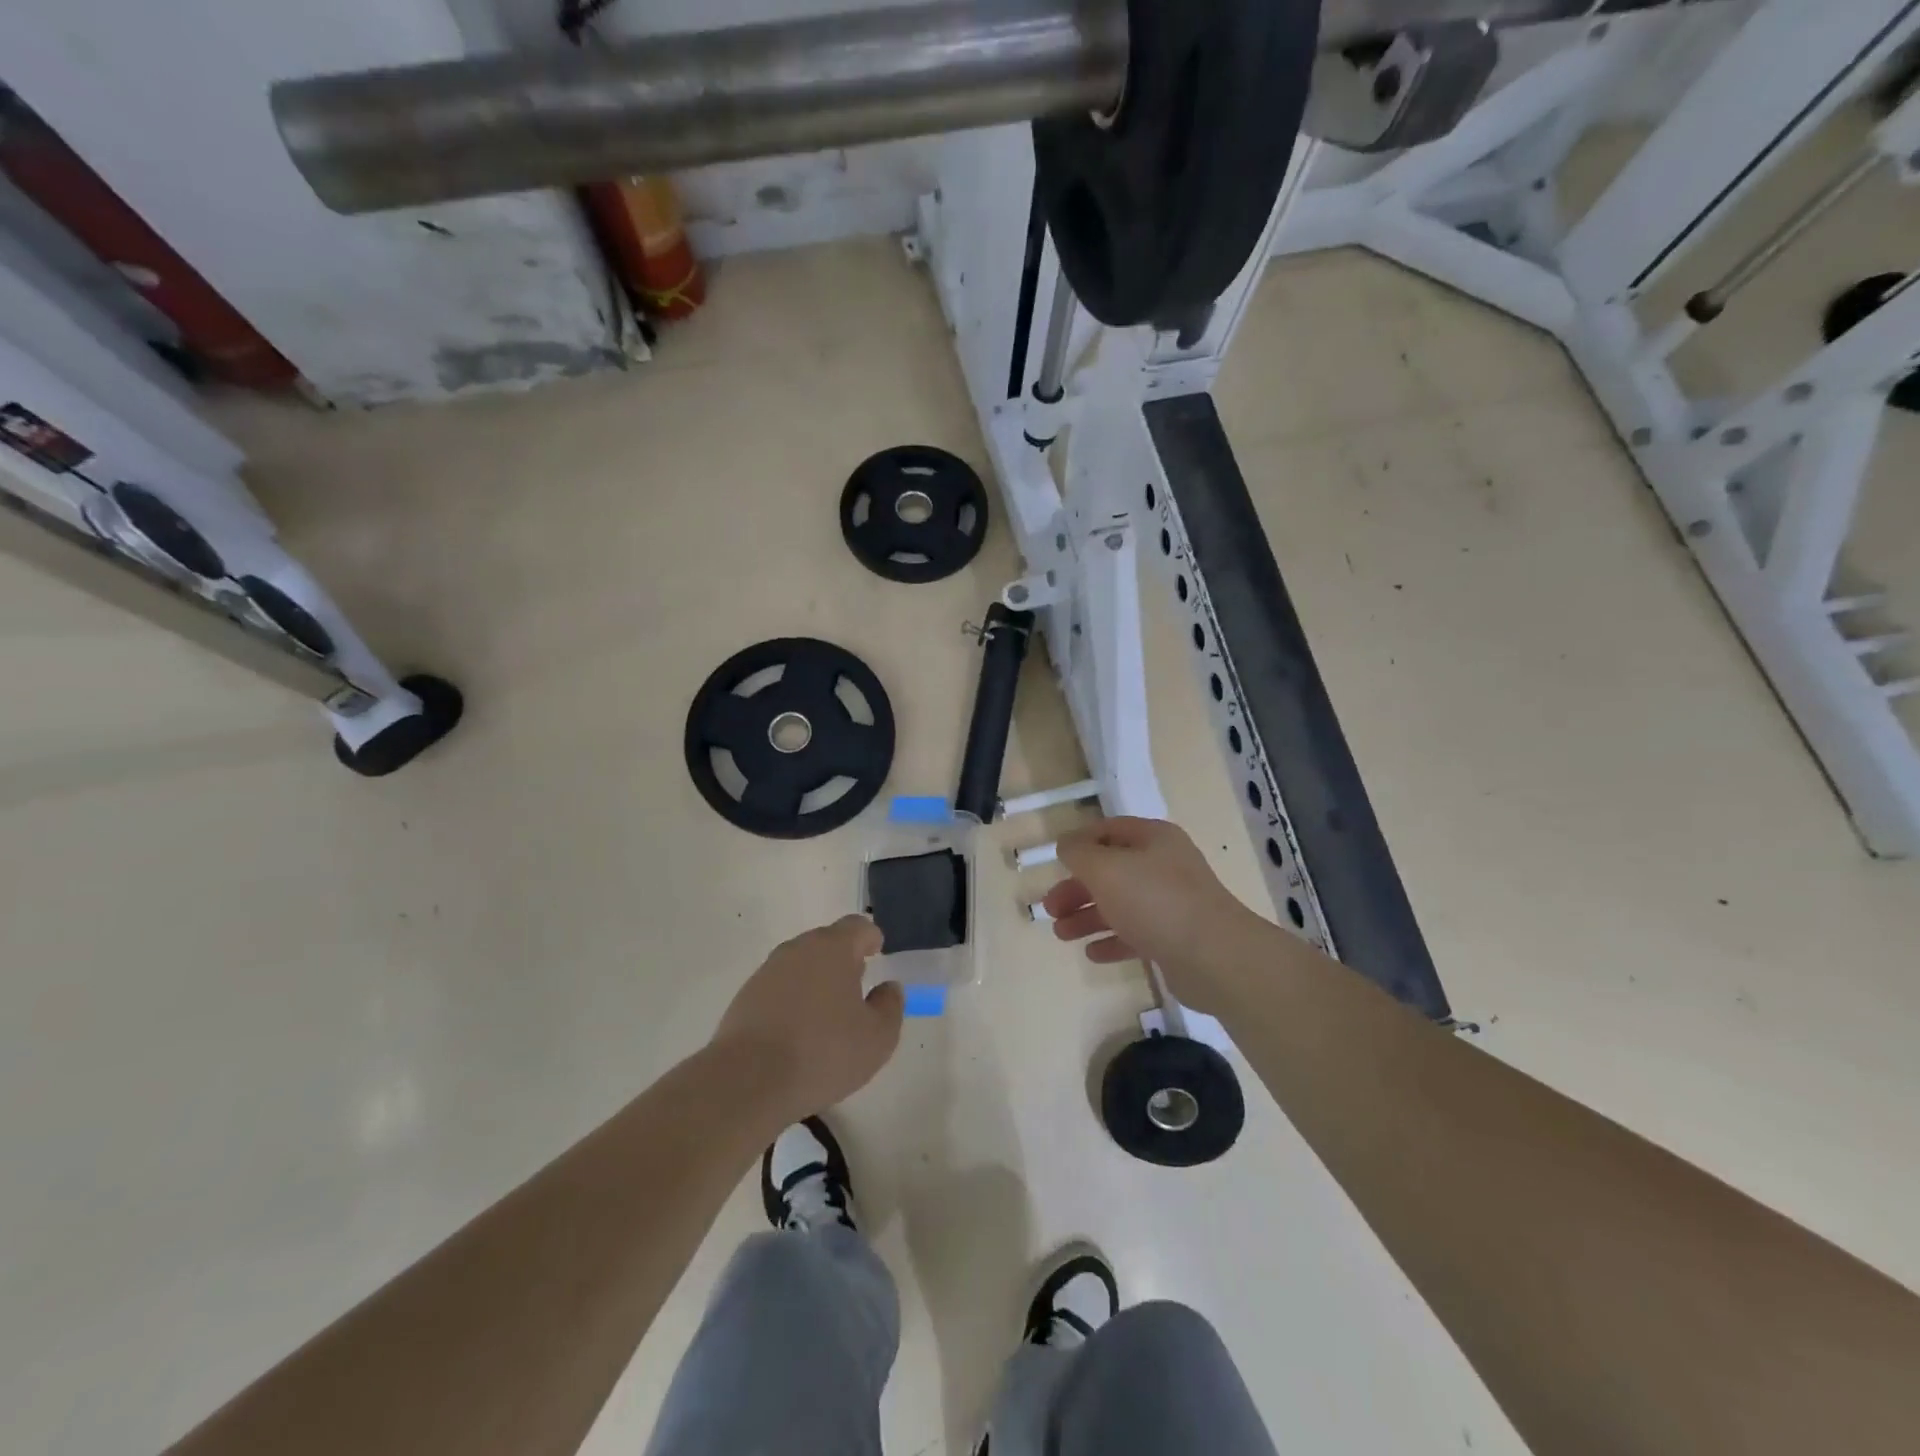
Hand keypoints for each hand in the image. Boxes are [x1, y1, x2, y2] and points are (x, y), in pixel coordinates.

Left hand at [713, 915, 902, 1118]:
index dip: (871, 939)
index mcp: (833, 948)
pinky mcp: (745, 996)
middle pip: (827, 943)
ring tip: (827, 1016)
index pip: (858, 927)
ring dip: (816, 981)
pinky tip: (797, 1034)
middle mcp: (798, 949)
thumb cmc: (823, 1053)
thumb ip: (890, 1005)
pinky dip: (792, 1000)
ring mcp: (767, 971)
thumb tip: (888, 988)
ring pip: (801, 965)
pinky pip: (779, 988)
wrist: (747, 1081)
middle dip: (844, 960)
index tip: (877, 954)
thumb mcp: (877, 1037)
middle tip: (856, 989)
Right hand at [1041, 817, 1265, 1006]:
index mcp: (1153, 839)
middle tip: (1050, 908)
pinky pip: (1136, 934)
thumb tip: (1066, 844)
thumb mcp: (1106, 868)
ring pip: (1120, 904)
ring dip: (1088, 917)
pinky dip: (1112, 940)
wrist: (1214, 957)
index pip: (1110, 829)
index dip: (1080, 841)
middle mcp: (1164, 866)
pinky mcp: (1175, 937)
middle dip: (1077, 888)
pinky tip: (1092, 954)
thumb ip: (1079, 853)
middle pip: (1111, 870)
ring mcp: (1172, 903)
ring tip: (1062, 934)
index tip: (1055, 860)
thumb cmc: (1155, 901)